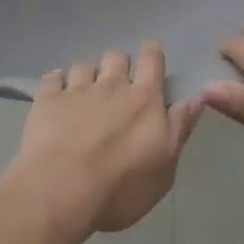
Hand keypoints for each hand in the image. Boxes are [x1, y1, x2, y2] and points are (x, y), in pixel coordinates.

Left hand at [8, 44, 202, 235]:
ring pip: (84, 66)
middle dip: (119, 65)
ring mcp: (76, 89)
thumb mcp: (164, 168)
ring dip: (87, 76)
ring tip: (84, 95)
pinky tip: (55, 97)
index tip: (151, 57)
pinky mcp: (47, 99)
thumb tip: (196, 98)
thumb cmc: (120, 186)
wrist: (61, 189)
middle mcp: (111, 85)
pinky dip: (56, 84)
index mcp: (144, 99)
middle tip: (117, 86)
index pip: (152, 60)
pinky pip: (52, 78)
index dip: (152, 54)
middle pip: (117, 56)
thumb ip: (179, 129)